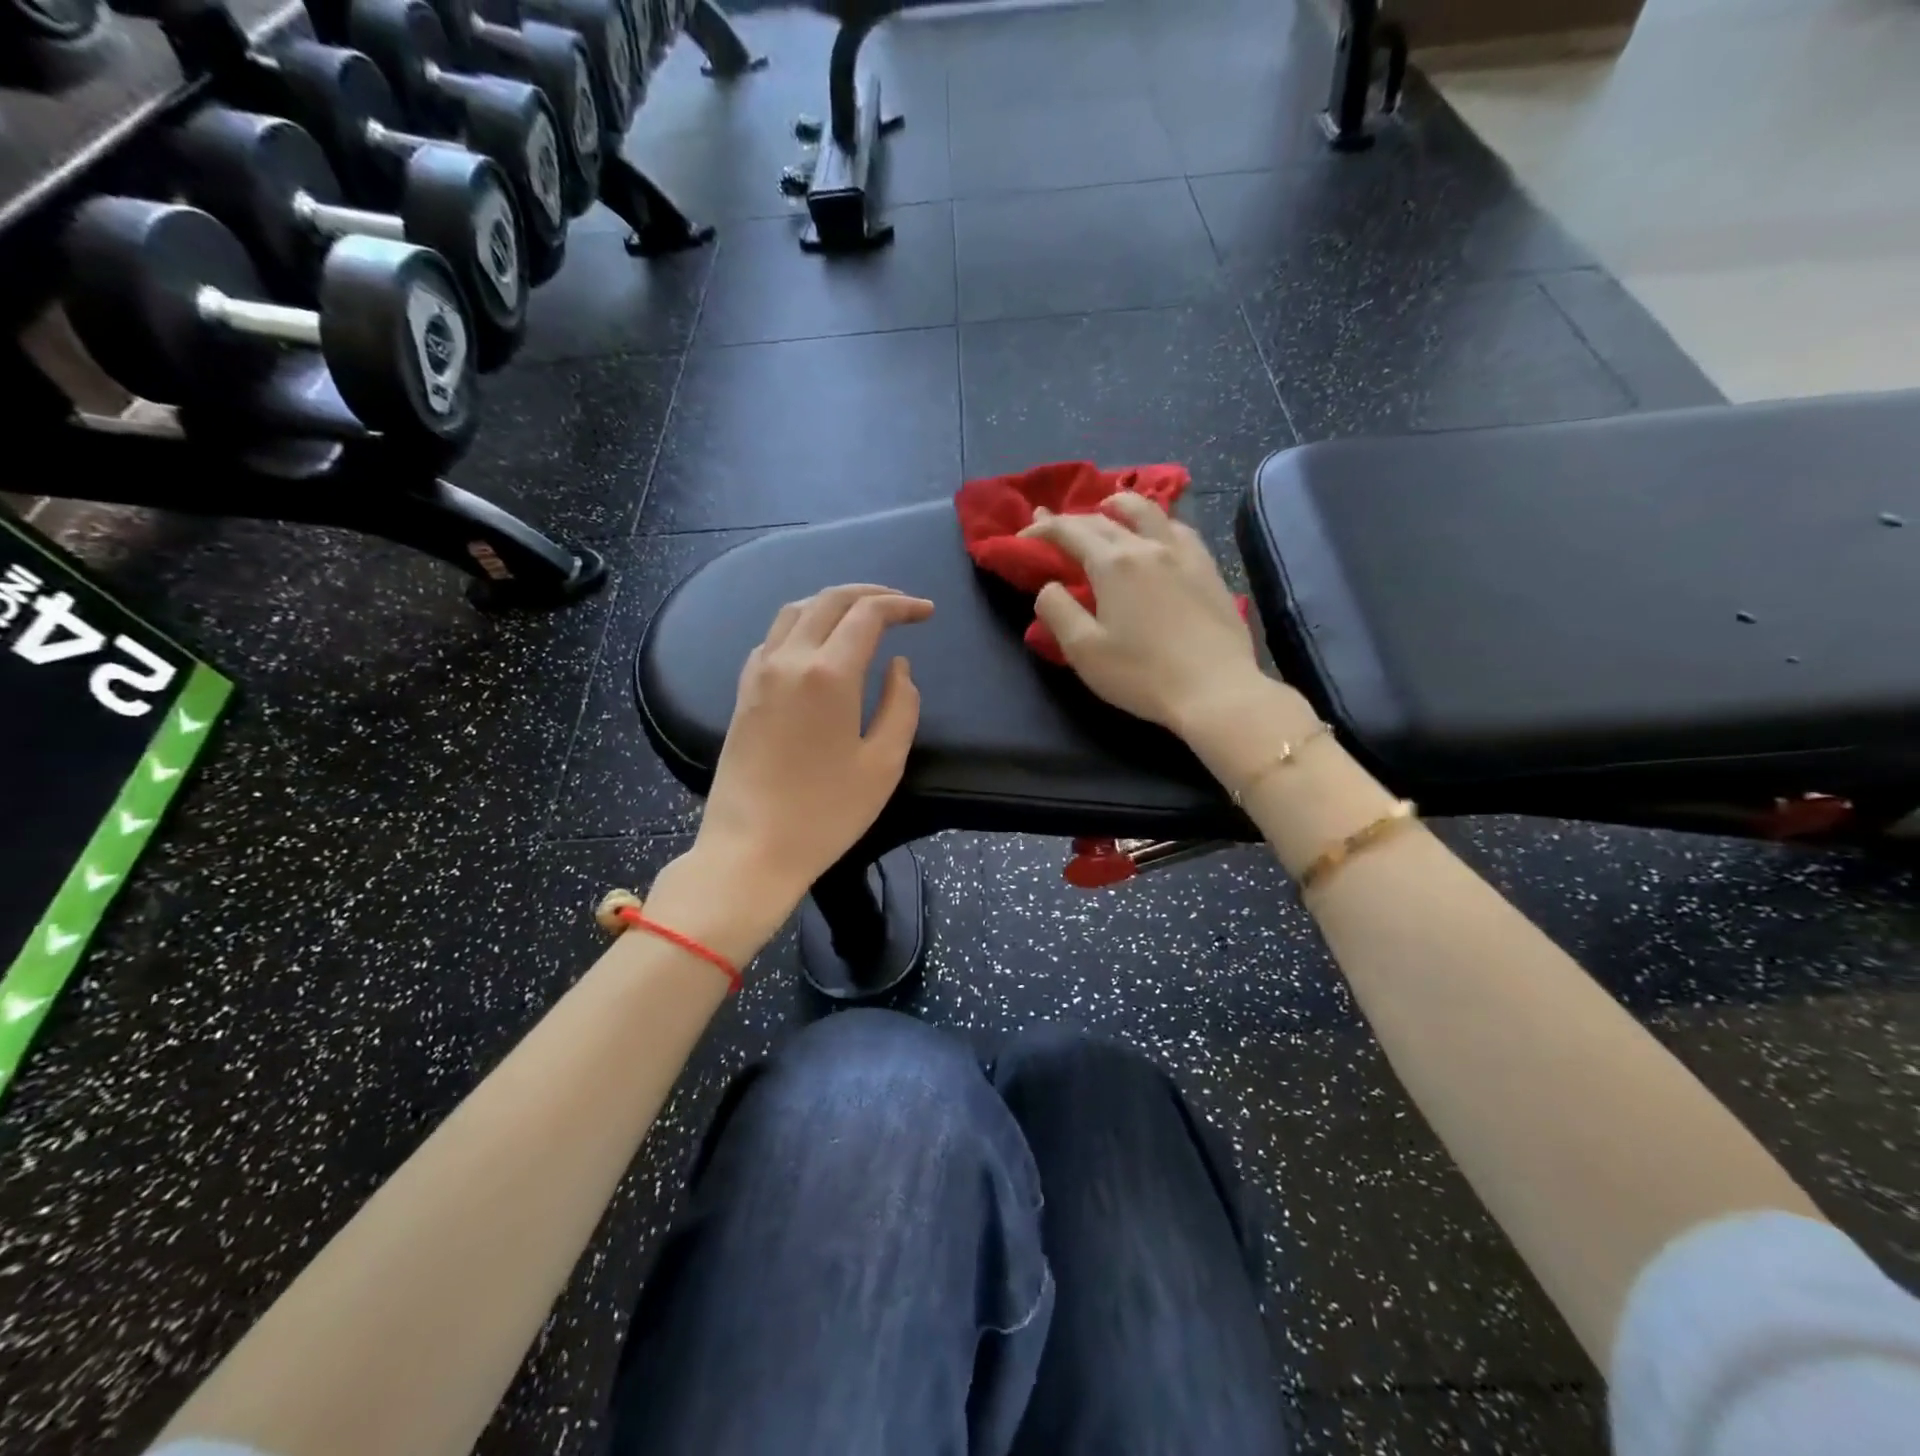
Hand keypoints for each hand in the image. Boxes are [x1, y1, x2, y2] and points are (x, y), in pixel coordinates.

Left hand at [676, 585, 932, 930]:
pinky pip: (773, 638)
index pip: (868, 614)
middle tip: (900, 604)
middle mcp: (789, 659)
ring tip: (862, 615)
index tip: (926, 612)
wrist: (750, 849)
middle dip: (870, 593)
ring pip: (795, 611)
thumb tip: (898, 666)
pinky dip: (802, 625)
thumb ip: (902, 705)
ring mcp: (759, 673)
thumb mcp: (884, 764)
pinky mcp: (743, 692)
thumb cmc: (826, 813)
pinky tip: (817, 645)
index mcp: (828, 673)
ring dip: (832, 603)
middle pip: (829, 600)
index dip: (902, 605)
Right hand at [1020, 494, 1275, 740]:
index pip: (1070, 532)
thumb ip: (1058, 611)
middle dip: (1072, 518)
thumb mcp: (1084, 650)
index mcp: (1113, 564)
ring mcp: (1183, 554)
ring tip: (1109, 506)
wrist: (1215, 689)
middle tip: (1051, 521)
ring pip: (1148, 512)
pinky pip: (1180, 529)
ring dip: (1120, 505)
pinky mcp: (1209, 569)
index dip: (1042, 530)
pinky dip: (1159, 521)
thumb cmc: (1141, 674)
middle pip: (1104, 520)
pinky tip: (1159, 532)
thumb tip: (1049, 586)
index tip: (1023, 536)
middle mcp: (1147, 547)